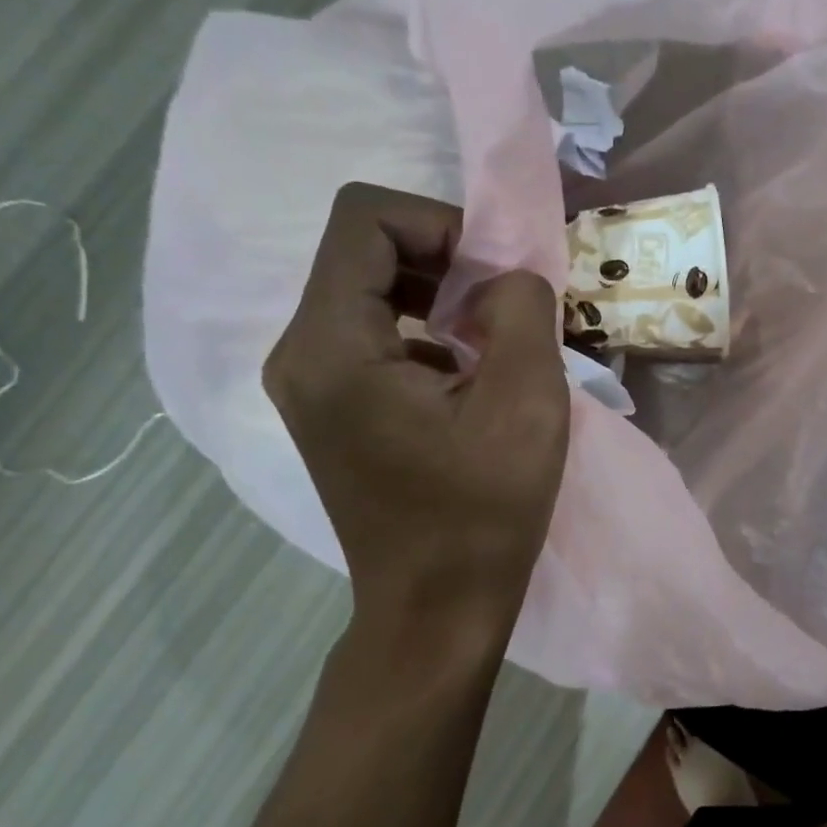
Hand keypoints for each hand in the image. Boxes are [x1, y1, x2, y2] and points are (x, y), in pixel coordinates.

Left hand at [263, 183, 570, 630]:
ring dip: (438, 297)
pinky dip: (424, 332)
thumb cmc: (483, 510)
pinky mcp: (329, 408)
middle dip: (443, 260)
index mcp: (332, 346)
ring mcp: (308, 384)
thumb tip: (504, 278)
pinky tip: (467, 379)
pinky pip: (371, 334)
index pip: (364, 218)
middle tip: (502, 308)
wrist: (436, 608)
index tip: (494, 276)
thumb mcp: (527, 400)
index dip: (440, 223)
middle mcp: (299, 354)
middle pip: (363, 250)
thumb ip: (521, 309)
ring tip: (491, 343)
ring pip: (368, 289)